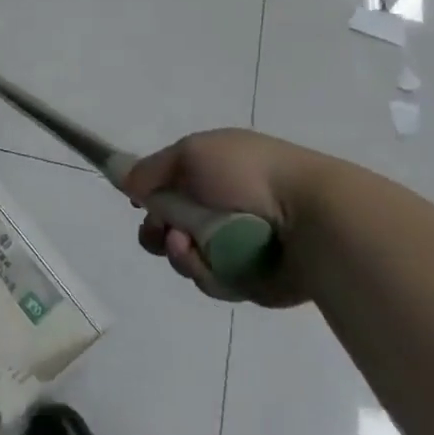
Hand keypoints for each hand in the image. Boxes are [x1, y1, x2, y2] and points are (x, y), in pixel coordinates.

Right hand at [123, 128, 328, 305]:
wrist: (308, 216)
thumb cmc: (247, 173)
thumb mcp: (191, 154)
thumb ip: (152, 168)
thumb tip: (124, 179)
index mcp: (214, 171)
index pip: (170, 187)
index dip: (150, 197)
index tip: (137, 204)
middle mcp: (223, 206)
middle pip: (173, 226)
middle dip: (157, 232)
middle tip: (157, 232)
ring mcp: (237, 244)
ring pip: (188, 257)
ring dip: (178, 252)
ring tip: (184, 244)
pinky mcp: (250, 279)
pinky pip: (212, 280)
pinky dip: (203, 271)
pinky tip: (206, 261)